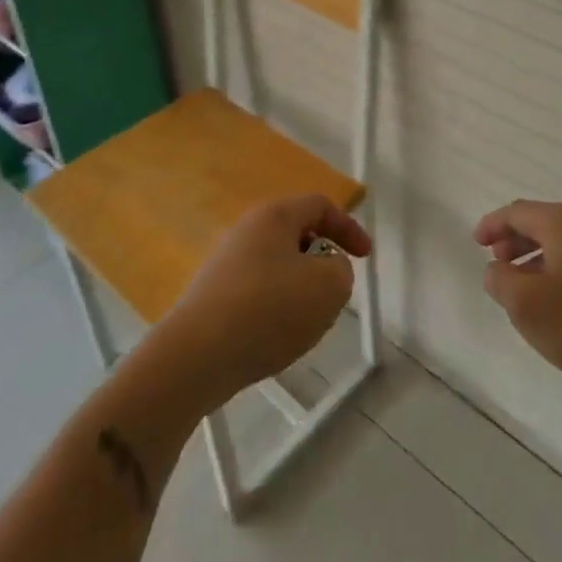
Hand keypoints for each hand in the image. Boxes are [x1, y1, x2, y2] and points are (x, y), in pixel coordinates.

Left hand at [159, 195, 371, 409]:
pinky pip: (257, 292)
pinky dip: (275, 308)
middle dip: (322, 261)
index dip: (349, 227)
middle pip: (297, 235)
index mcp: (274, 216)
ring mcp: (225, 263)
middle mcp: (246, 230)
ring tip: (305, 323)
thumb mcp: (328, 286)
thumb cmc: (268, 310)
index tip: (366, 257)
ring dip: (300, 288)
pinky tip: (274, 338)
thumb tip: (327, 268)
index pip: (320, 205)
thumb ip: (341, 269)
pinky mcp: (213, 295)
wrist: (195, 356)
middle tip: (333, 293)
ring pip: (278, 267)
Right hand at [477, 200, 561, 399]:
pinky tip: (561, 304)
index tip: (477, 242)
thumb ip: (501, 282)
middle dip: (516, 241)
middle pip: (543, 224)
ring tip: (525, 288)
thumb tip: (496, 270)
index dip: (492, 225)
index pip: (517, 212)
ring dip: (539, 259)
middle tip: (498, 263)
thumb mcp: (527, 306)